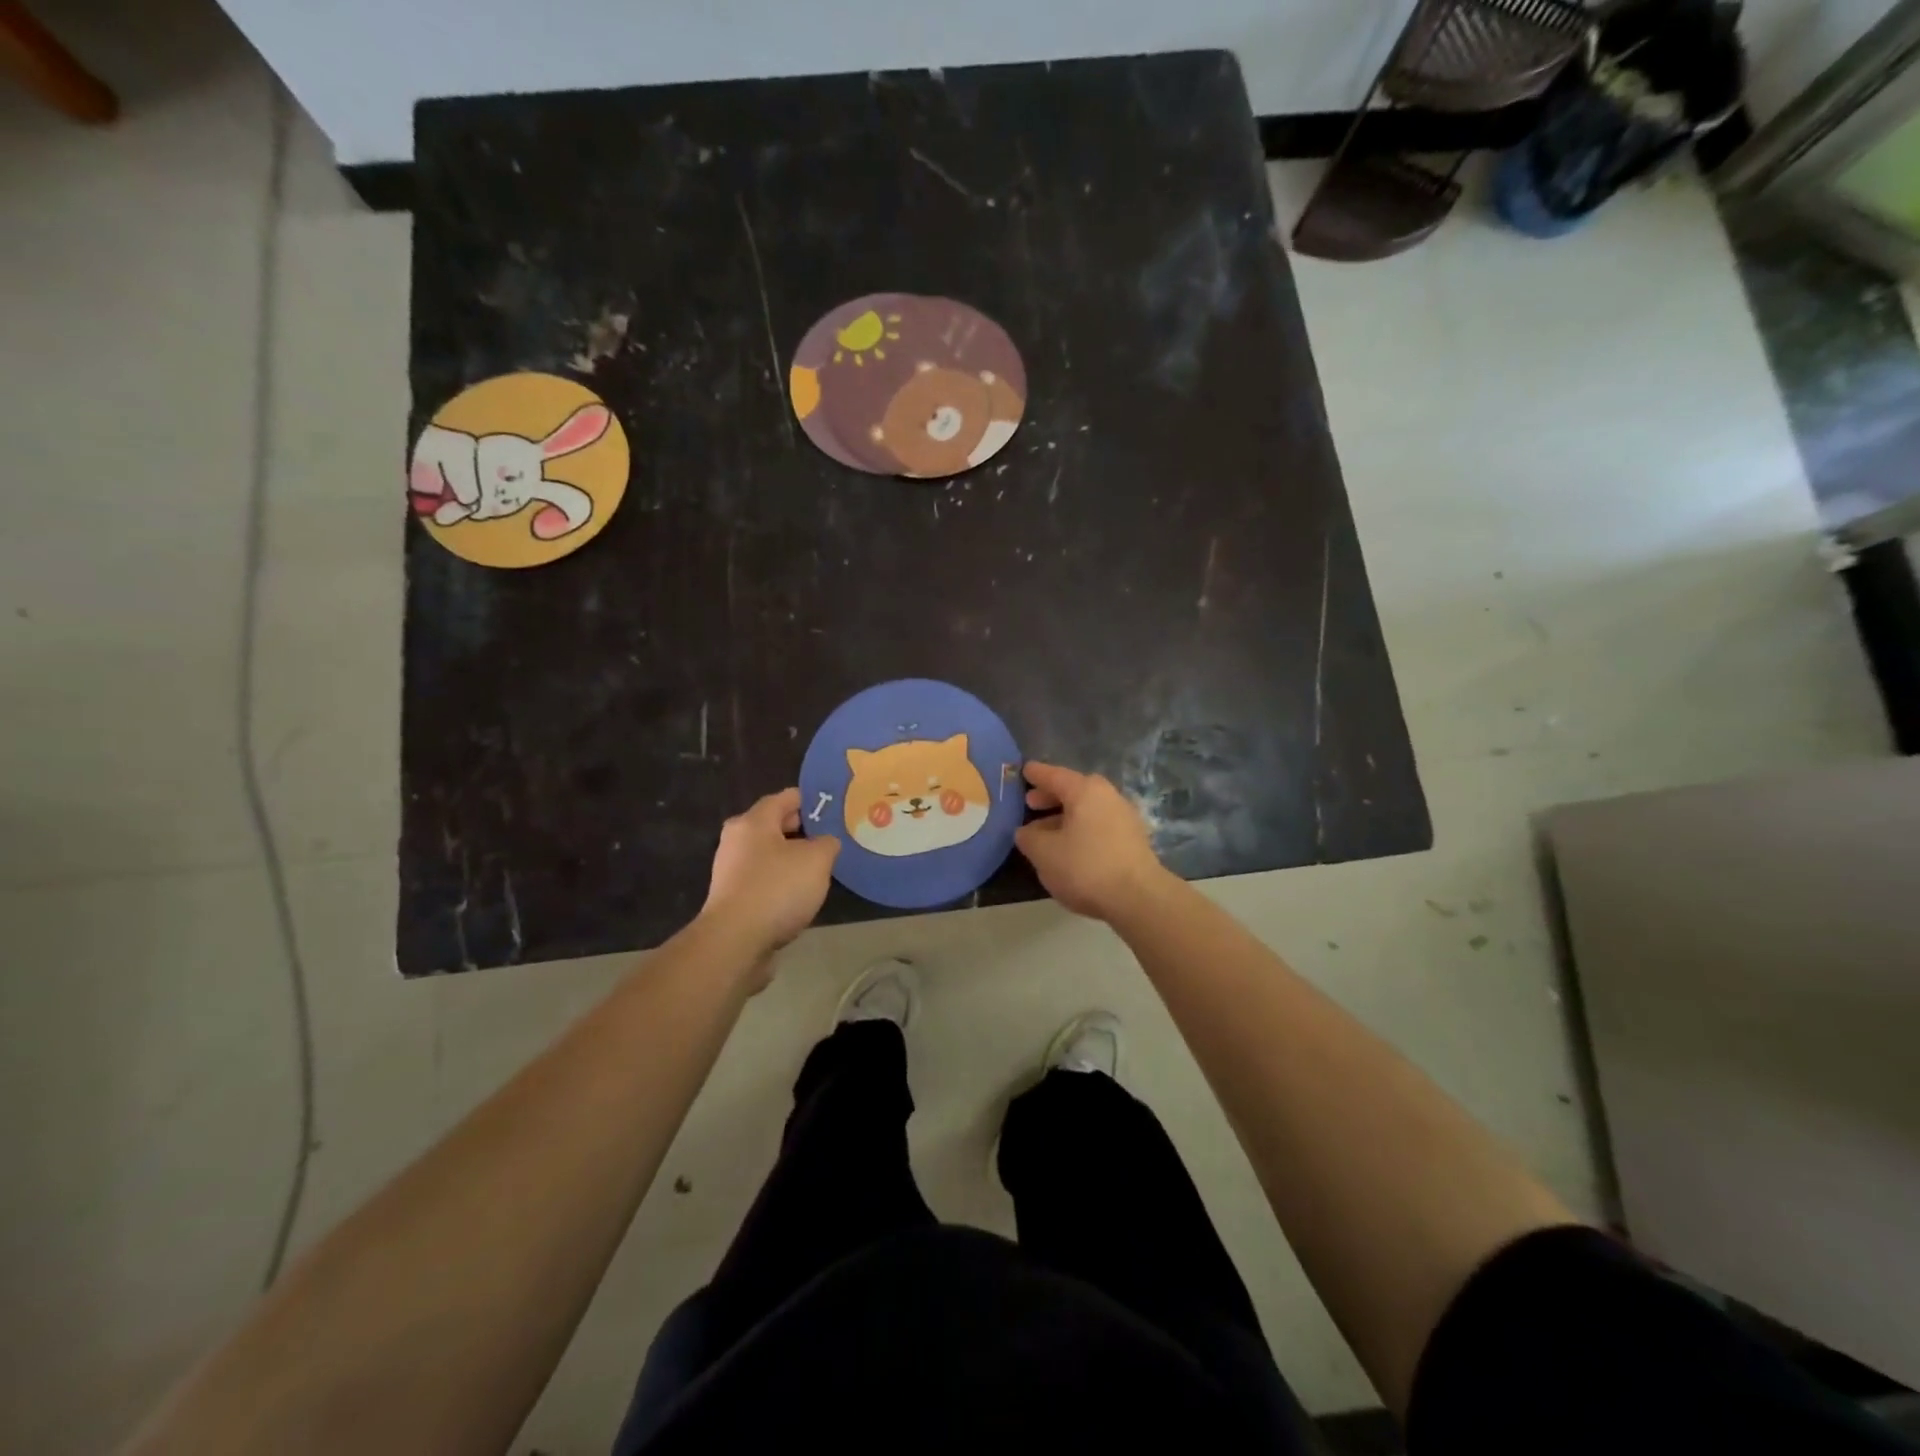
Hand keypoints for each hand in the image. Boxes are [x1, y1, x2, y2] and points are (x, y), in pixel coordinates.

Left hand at [701, 788, 839, 962]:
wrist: (735, 942)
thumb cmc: (777, 888)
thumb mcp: (817, 859)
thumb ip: (827, 843)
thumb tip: (825, 843)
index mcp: (754, 821)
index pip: (786, 797)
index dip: (812, 800)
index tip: (834, 809)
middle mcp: (737, 840)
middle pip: (775, 825)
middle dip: (803, 830)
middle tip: (831, 838)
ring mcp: (731, 871)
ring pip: (769, 854)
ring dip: (792, 859)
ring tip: (820, 869)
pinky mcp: (733, 898)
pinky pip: (764, 880)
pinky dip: (781, 882)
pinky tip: (800, 895)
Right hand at [1015, 761, 1170, 921]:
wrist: (1138, 898)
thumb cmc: (1085, 867)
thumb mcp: (1044, 853)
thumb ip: (1029, 837)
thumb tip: (1026, 832)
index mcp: (1085, 790)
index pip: (1054, 775)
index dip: (1036, 774)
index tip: (1024, 770)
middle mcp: (1107, 796)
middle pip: (1074, 791)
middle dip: (1050, 797)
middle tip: (1030, 803)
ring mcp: (1124, 817)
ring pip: (1087, 810)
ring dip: (1064, 817)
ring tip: (1045, 832)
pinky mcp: (1133, 840)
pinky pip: (1098, 825)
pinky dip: (1081, 830)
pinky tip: (1070, 848)